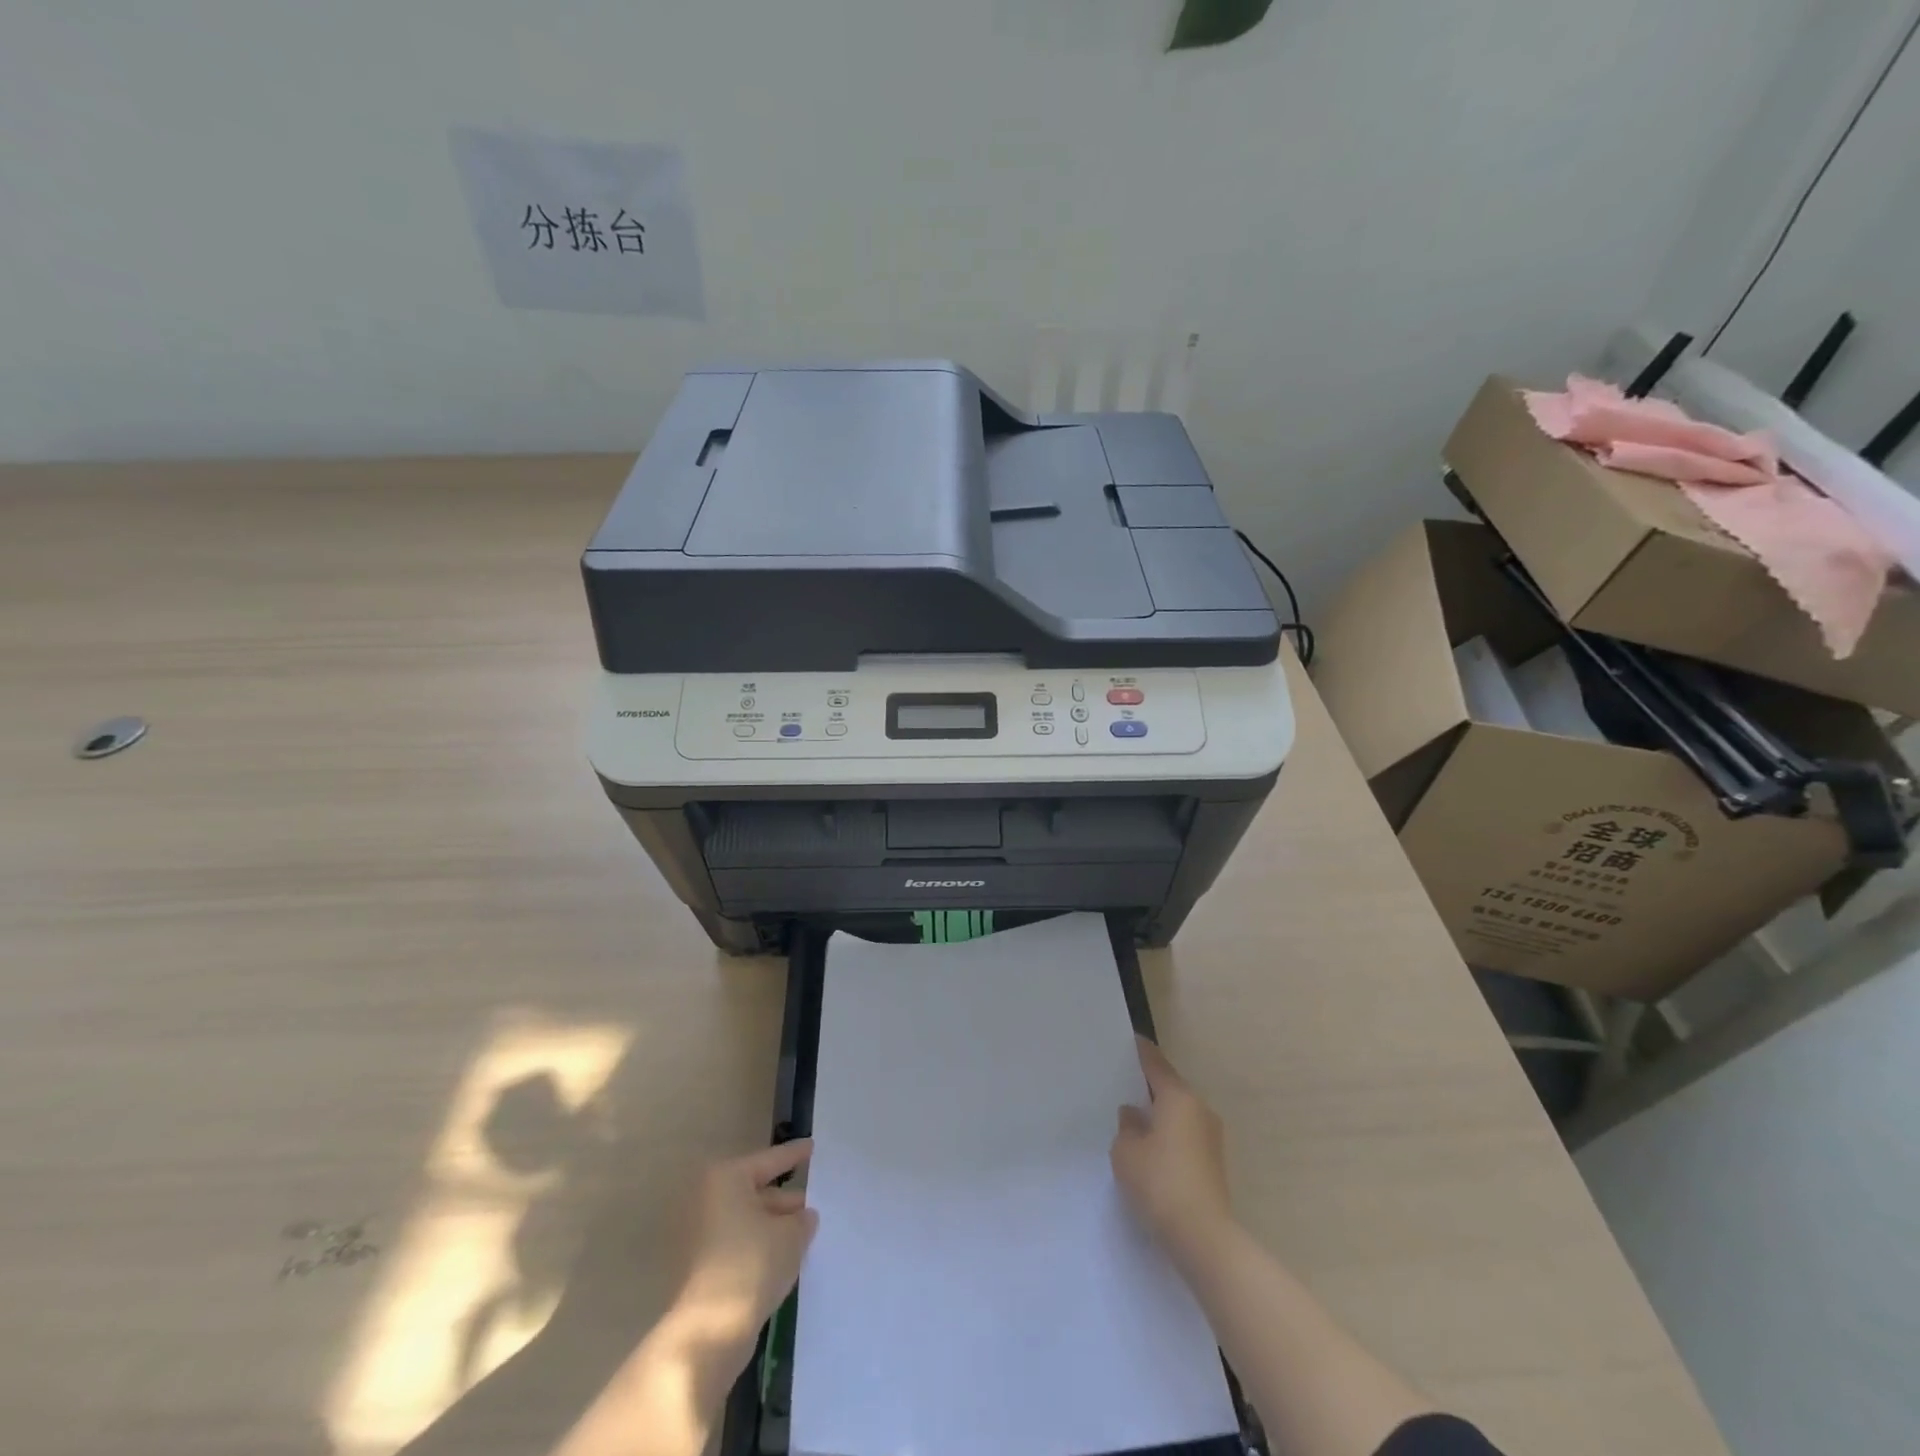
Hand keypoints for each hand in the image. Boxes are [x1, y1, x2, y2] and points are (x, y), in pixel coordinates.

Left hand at [671, 1139, 817, 1354]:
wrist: (709, 1332)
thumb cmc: (751, 1264)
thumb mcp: (791, 1235)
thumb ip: (802, 1220)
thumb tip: (804, 1217)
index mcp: (727, 1180)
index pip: (770, 1160)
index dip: (794, 1155)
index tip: (812, 1146)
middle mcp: (709, 1201)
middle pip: (756, 1192)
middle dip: (786, 1200)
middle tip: (815, 1203)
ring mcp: (701, 1237)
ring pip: (749, 1221)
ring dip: (775, 1227)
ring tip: (806, 1233)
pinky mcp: (702, 1269)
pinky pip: (740, 1245)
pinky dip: (762, 1247)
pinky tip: (786, 1258)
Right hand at [1111, 1038, 1233, 1265]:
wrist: (1203, 1237)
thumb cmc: (1160, 1182)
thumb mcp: (1126, 1151)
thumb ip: (1126, 1127)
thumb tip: (1134, 1115)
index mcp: (1178, 1097)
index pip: (1156, 1064)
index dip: (1141, 1052)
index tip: (1129, 1041)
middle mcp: (1199, 1109)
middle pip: (1170, 1088)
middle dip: (1149, 1086)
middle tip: (1123, 1083)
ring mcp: (1211, 1137)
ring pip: (1179, 1114)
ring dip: (1160, 1114)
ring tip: (1133, 1118)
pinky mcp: (1213, 1164)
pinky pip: (1185, 1136)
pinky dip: (1168, 1135)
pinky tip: (1150, 1148)